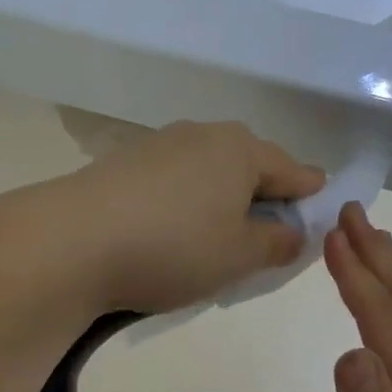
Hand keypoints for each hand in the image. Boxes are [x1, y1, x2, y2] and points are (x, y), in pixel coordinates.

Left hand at [47, 121, 325, 316]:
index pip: (293, 170)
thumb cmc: (173, 247)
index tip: (319, 216)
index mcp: (241, 150)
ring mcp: (160, 144)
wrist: (72, 241)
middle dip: (265, 198)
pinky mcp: (126, 162)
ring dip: (224, 200)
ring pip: (211, 172)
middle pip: (250, 166)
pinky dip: (189, 202)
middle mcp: (203, 135)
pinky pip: (177, 180)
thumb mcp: (239, 256)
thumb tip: (294, 232)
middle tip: (268, 238)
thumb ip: (277, 243)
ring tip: (219, 239)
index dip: (311, 196)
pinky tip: (175, 232)